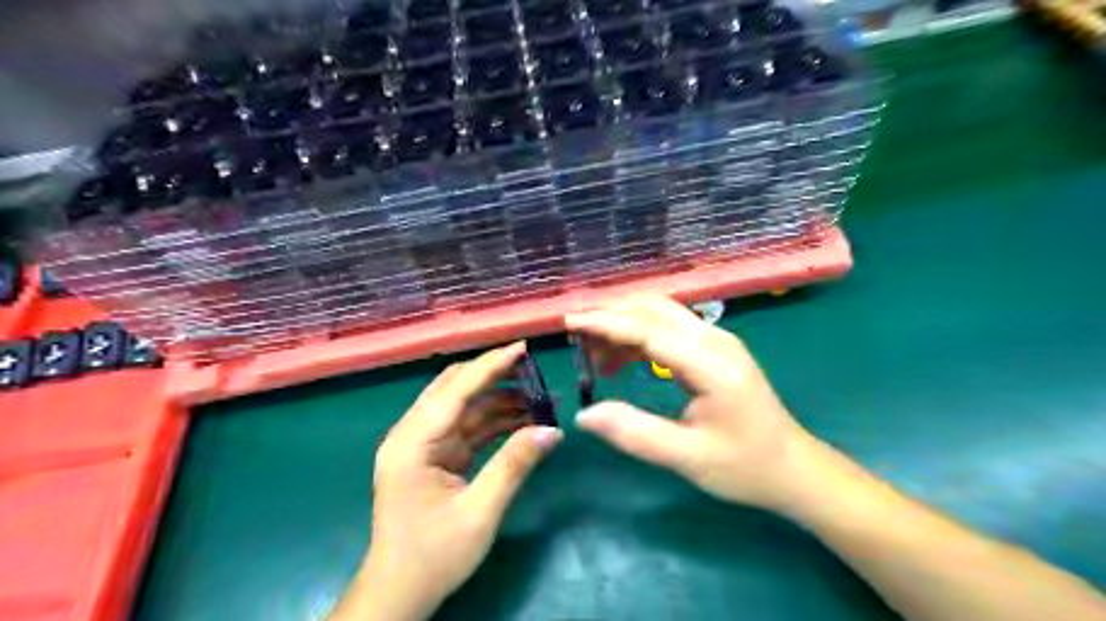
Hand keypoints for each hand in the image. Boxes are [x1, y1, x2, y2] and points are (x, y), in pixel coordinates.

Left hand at [334, 344, 562, 619]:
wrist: (400, 593)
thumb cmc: (434, 556)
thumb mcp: (480, 511)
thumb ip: (514, 465)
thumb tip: (553, 430)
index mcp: (412, 442)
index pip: (455, 390)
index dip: (490, 366)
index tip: (522, 348)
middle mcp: (413, 435)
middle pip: (455, 389)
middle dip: (494, 375)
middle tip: (532, 368)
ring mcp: (423, 446)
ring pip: (463, 408)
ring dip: (498, 400)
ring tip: (537, 397)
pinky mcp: (434, 457)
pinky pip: (467, 428)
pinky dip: (494, 422)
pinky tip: (522, 420)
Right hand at [570, 295, 818, 514]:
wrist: (793, 468)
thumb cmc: (745, 467)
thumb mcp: (688, 458)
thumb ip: (635, 433)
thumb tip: (585, 415)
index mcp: (711, 364)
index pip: (648, 329)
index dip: (605, 323)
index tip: (568, 321)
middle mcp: (714, 340)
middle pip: (653, 308)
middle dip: (610, 317)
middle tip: (576, 341)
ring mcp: (717, 340)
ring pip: (660, 313)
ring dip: (623, 325)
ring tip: (595, 358)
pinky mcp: (714, 348)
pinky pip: (668, 328)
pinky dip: (638, 336)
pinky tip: (621, 360)